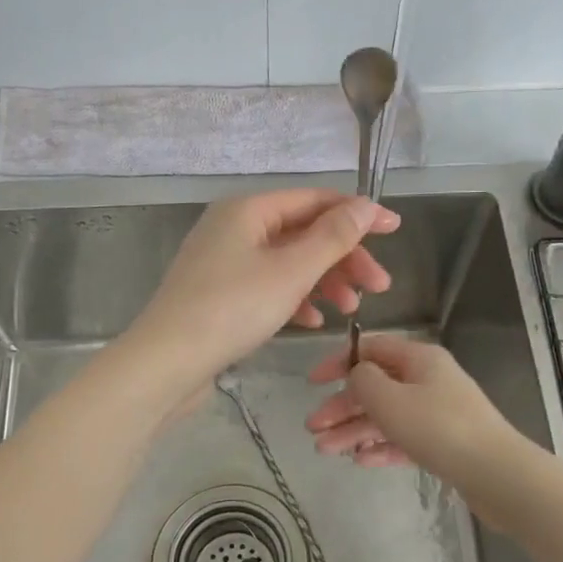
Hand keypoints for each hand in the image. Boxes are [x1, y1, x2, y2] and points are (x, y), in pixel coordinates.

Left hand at [124, 190, 399, 395]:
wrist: (167, 362)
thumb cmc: (233, 309)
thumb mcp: (292, 271)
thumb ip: (333, 237)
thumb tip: (366, 205)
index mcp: (249, 210)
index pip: (315, 200)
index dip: (358, 214)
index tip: (395, 231)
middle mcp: (234, 227)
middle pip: (303, 233)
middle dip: (344, 258)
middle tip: (379, 287)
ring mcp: (224, 261)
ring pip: (288, 262)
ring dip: (324, 281)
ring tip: (351, 309)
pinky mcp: (219, 293)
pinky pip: (268, 285)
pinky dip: (295, 298)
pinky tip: (313, 322)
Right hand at [305, 336, 520, 480]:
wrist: (496, 473)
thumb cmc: (438, 428)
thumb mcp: (390, 399)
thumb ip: (363, 380)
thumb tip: (357, 374)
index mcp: (419, 359)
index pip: (371, 349)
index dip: (339, 363)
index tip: (312, 383)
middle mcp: (429, 380)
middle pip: (376, 386)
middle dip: (342, 407)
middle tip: (312, 429)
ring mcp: (438, 412)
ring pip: (387, 416)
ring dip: (354, 430)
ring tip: (326, 451)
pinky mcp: (445, 443)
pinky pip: (404, 439)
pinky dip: (381, 446)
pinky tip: (360, 461)